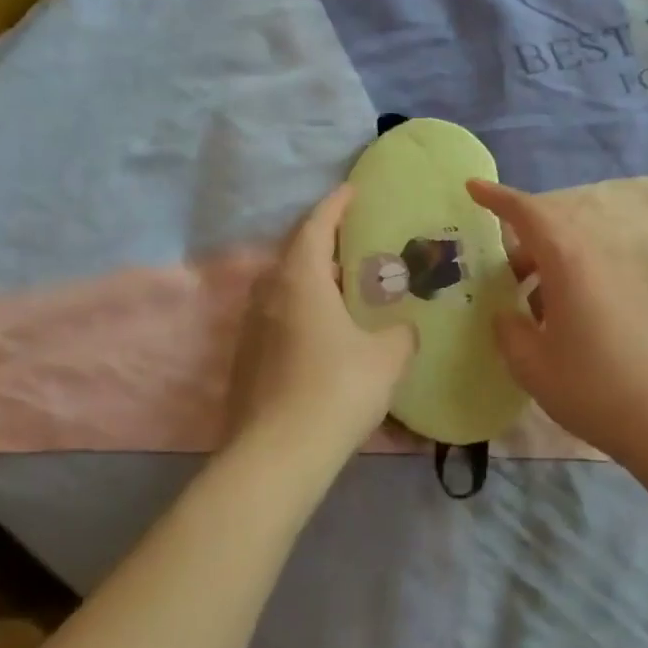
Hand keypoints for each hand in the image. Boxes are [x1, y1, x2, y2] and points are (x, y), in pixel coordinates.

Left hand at [226, 185, 415, 465]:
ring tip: (342, 286)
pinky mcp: (245, 360)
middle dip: (322, 240)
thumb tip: (402, 329)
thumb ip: (400, 334)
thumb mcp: (387, 357)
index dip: (335, 204)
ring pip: (282, 287)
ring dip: (310, 278)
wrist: (276, 457)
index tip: (351, 190)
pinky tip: (323, 333)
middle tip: (354, 242)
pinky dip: (300, 310)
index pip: (316, 225)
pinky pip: (276, 317)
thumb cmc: (337, 390)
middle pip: (294, 252)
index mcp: (301, 280)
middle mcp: (269, 294)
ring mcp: (251, 328)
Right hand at [466, 179, 647, 461]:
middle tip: (491, 268)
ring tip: (519, 305)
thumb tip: (507, 314)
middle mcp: (597, 257)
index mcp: (568, 261)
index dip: (497, 197)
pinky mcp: (634, 298)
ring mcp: (621, 276)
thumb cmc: (591, 386)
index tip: (471, 187)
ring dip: (540, 268)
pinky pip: (588, 274)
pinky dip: (562, 285)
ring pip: (571, 254)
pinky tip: (552, 325)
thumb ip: (508, 330)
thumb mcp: (531, 363)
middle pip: (552, 230)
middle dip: (518, 241)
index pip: (529, 213)